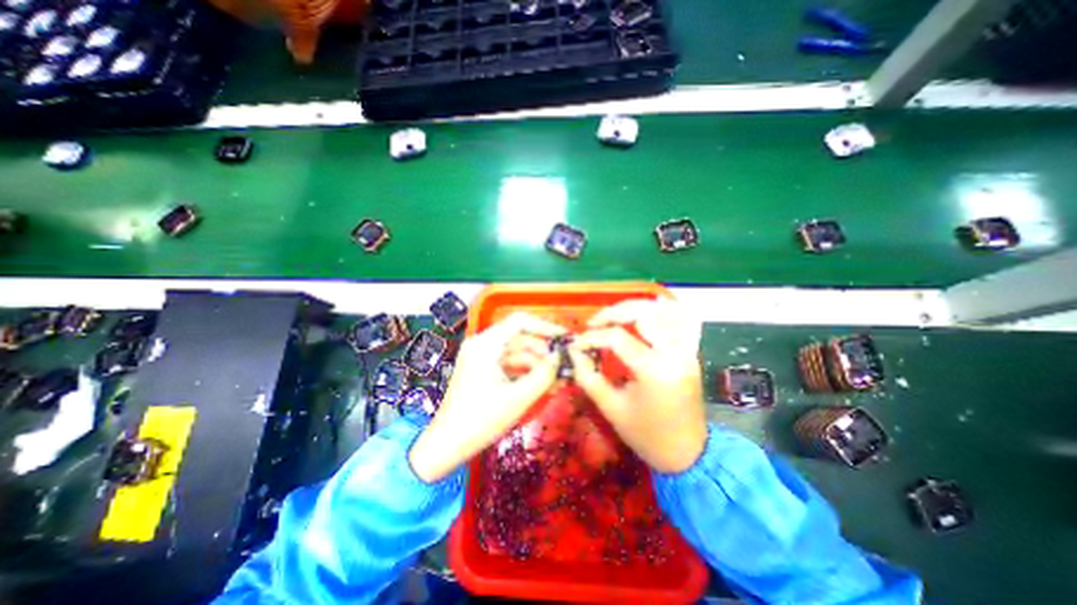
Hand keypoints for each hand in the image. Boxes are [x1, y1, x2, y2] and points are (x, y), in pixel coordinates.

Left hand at [411, 315, 567, 483]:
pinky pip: (511, 365)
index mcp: (485, 344)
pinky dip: (526, 373)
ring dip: (538, 365)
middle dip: (544, 352)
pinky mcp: (484, 370)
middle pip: (521, 338)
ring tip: (558, 381)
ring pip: (518, 353)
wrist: (447, 446)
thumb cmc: (479, 421)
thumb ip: (543, 375)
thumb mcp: (517, 398)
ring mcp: (483, 357)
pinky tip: (543, 385)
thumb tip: (562, 357)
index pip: (519, 321)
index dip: (545, 326)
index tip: (564, 338)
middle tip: (565, 366)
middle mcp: (483, 344)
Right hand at [568, 300, 713, 474]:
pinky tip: (644, 314)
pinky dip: (661, 311)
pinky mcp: (691, 352)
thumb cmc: (647, 436)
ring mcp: (688, 350)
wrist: (688, 454)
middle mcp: (675, 353)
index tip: (577, 345)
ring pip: (665, 310)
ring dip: (637, 307)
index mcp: (655, 371)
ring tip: (615, 316)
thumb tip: (574, 352)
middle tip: (595, 322)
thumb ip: (589, 377)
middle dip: (614, 312)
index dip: (592, 337)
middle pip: (644, 313)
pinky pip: (680, 320)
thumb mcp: (611, 408)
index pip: (618, 338)